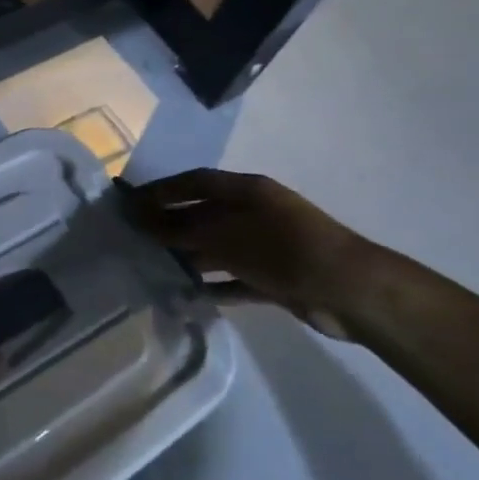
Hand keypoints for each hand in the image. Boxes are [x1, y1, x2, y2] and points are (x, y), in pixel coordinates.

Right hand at [127, 170, 374, 338]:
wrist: (349, 291)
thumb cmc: (283, 249)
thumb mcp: (226, 235)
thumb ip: (180, 228)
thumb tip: (139, 219)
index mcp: (246, 191)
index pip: (195, 182)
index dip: (162, 190)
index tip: (129, 203)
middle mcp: (254, 213)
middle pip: (202, 215)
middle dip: (169, 225)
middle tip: (133, 239)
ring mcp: (265, 246)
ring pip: (216, 248)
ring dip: (188, 257)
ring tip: (152, 269)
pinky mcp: (274, 278)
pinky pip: (234, 279)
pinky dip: (213, 286)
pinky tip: (187, 296)